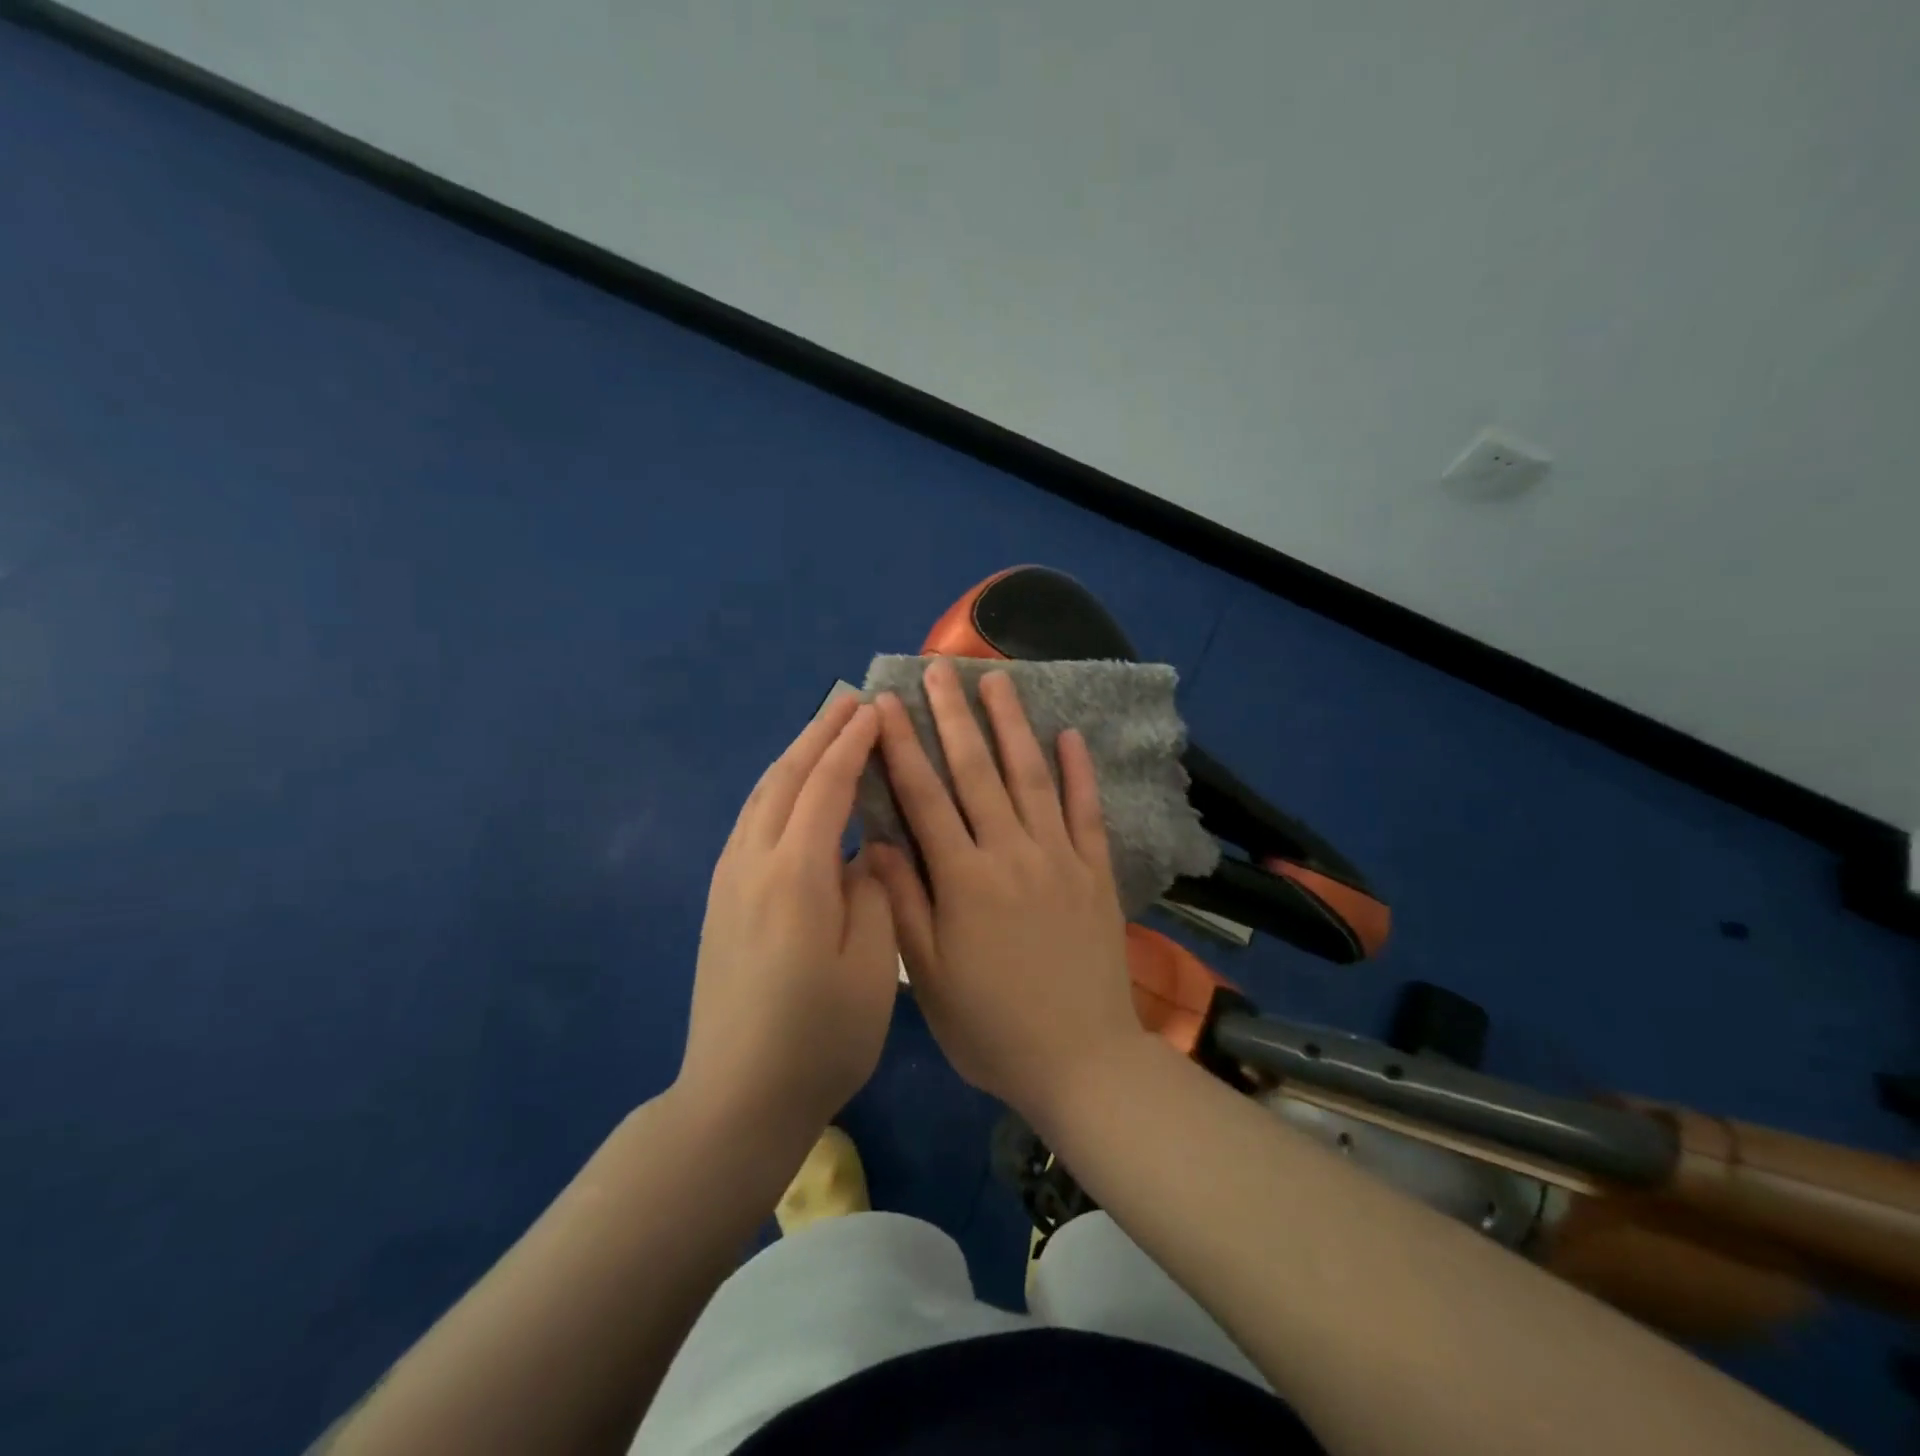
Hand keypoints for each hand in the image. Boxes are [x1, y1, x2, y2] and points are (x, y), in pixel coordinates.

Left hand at [678, 696, 898, 1146]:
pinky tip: (791, 791)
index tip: (877, 710)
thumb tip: (865, 851)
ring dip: (794, 755)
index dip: (852, 744)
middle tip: (849, 700)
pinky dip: (776, 788)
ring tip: (823, 731)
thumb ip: (873, 891)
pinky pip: (751, 820)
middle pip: (786, 778)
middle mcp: (753, 863)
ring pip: (762, 795)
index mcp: (796, 874)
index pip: (826, 786)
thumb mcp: (871, 965)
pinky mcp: (721, 900)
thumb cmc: (819, 1035)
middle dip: (818, 733)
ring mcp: (729, 880)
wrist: (737, 1096)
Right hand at [866, 659, 1145, 1131]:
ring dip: (1012, 724)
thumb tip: (877, 840)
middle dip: (954, 715)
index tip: (886, 702)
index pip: (924, 797)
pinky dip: (1079, 770)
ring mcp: (1060, 857)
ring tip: (997, 680)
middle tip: (939, 668)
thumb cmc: (992, 1028)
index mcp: (963, 879)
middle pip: (977, 771)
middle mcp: (1011, 853)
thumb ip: (904, 903)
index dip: (902, 746)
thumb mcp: (929, 977)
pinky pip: (1087, 810)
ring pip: (1031, 776)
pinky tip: (1070, 734)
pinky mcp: (1096, 871)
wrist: (1082, 1062)